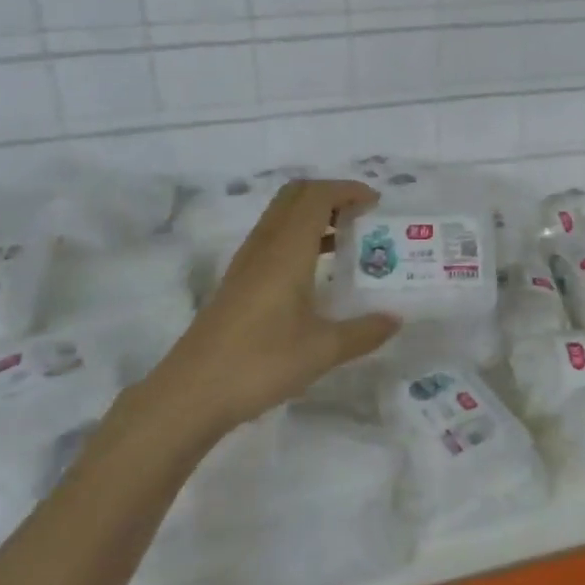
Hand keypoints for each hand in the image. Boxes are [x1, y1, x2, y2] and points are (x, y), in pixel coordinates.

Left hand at [131, 180, 400, 451]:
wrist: (190, 394)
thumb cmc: (259, 363)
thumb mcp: (321, 351)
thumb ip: (363, 332)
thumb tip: (395, 320)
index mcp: (287, 250)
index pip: (317, 196)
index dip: (348, 190)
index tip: (376, 204)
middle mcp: (265, 246)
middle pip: (295, 196)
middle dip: (331, 195)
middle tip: (362, 217)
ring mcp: (247, 263)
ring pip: (281, 216)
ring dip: (314, 215)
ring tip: (347, 241)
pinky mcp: (238, 282)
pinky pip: (273, 239)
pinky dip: (300, 237)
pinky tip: (316, 272)